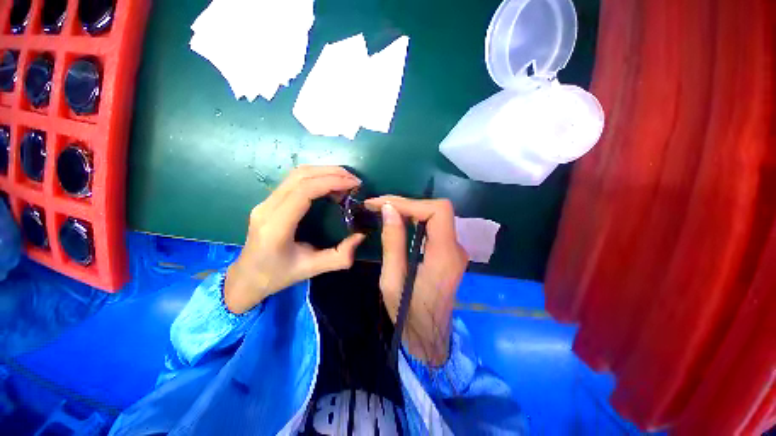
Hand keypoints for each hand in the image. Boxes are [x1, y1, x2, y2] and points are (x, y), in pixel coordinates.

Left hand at [224, 166, 365, 313]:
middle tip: (354, 180)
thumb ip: (339, 256)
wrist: (246, 278)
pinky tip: (329, 185)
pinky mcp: (268, 201)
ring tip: (345, 179)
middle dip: (331, 172)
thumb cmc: (278, 276)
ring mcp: (265, 202)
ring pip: (296, 174)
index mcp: (276, 226)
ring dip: (323, 172)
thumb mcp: (312, 270)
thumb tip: (361, 236)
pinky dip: (315, 177)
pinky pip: (293, 180)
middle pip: (300, 176)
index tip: (353, 184)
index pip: (304, 190)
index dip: (331, 182)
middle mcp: (267, 208)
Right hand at [365, 196, 468, 365]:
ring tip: (384, 210)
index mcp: (445, 256)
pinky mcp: (449, 252)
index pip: (438, 211)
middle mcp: (456, 248)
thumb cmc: (407, 313)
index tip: (383, 204)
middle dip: (407, 204)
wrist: (428, 337)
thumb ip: (393, 242)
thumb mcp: (392, 279)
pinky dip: (415, 220)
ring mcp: (455, 250)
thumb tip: (389, 209)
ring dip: (409, 210)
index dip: (410, 203)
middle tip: (379, 205)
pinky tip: (398, 222)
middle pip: (437, 210)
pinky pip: (434, 227)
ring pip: (435, 216)